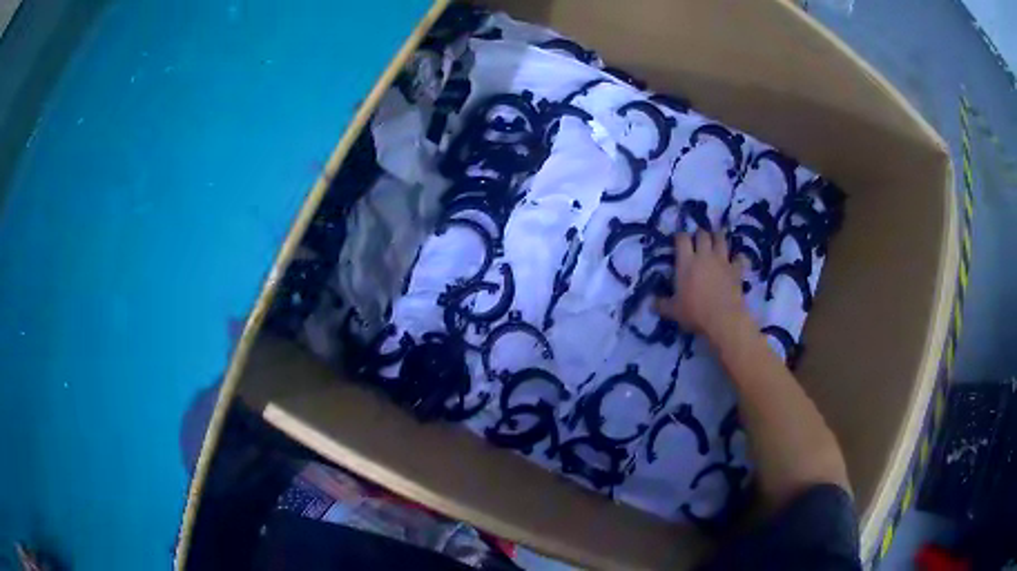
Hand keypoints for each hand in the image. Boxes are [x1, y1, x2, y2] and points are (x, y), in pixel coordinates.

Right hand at [653, 230, 749, 339]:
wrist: (723, 319)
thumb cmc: (695, 313)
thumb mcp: (673, 311)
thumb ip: (661, 305)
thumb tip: (651, 304)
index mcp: (686, 262)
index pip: (682, 238)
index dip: (680, 236)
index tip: (678, 240)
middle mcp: (704, 256)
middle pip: (703, 234)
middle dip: (700, 234)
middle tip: (698, 240)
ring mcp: (722, 261)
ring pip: (721, 239)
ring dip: (718, 238)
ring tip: (716, 241)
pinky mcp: (737, 270)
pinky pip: (740, 258)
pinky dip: (738, 257)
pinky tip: (737, 260)